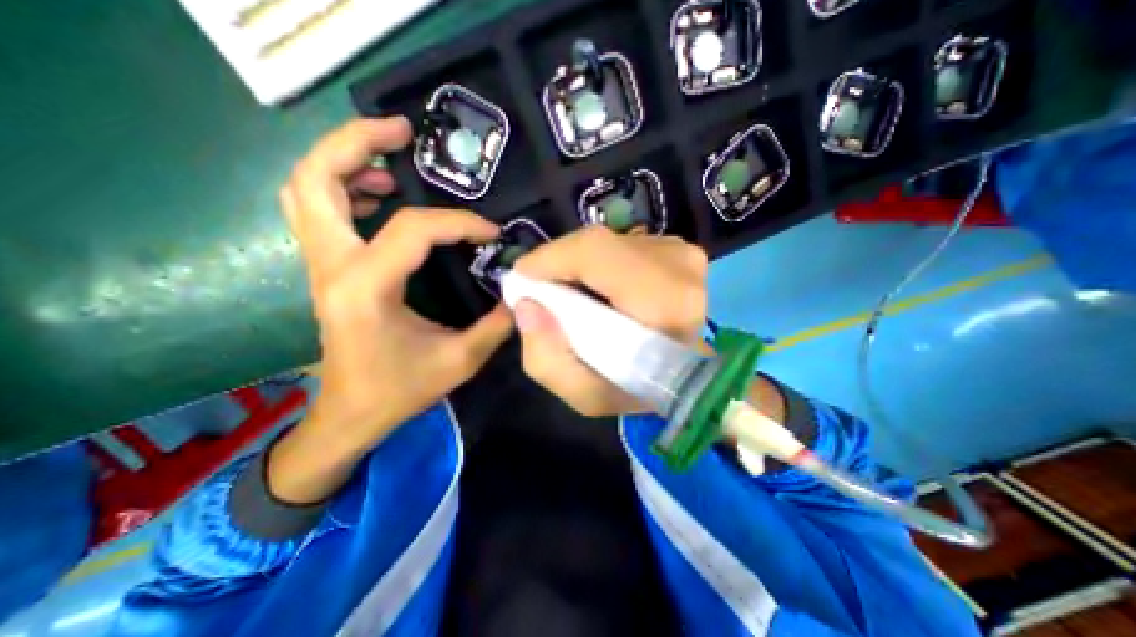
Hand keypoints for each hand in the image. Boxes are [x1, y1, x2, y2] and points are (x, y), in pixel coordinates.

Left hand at [268, 118, 509, 500]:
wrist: (351, 413)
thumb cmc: (401, 389)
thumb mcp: (460, 360)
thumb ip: (496, 324)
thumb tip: (521, 293)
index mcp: (365, 288)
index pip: (413, 228)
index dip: (459, 222)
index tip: (490, 233)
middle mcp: (333, 267)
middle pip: (317, 179)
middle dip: (358, 142)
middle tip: (404, 132)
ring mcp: (323, 265)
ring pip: (307, 189)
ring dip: (346, 161)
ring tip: (393, 159)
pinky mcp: (329, 270)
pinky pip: (319, 211)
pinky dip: (344, 188)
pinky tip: (381, 195)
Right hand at [517, 227, 705, 415]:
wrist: (688, 374)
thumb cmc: (640, 389)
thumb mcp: (587, 394)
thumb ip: (546, 358)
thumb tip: (526, 306)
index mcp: (664, 301)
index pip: (596, 253)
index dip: (551, 258)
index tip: (522, 279)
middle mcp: (680, 266)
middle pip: (598, 244)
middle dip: (559, 263)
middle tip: (542, 290)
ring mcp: (682, 253)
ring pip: (608, 243)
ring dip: (580, 265)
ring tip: (571, 293)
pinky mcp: (678, 249)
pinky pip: (622, 246)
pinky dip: (600, 263)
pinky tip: (598, 288)